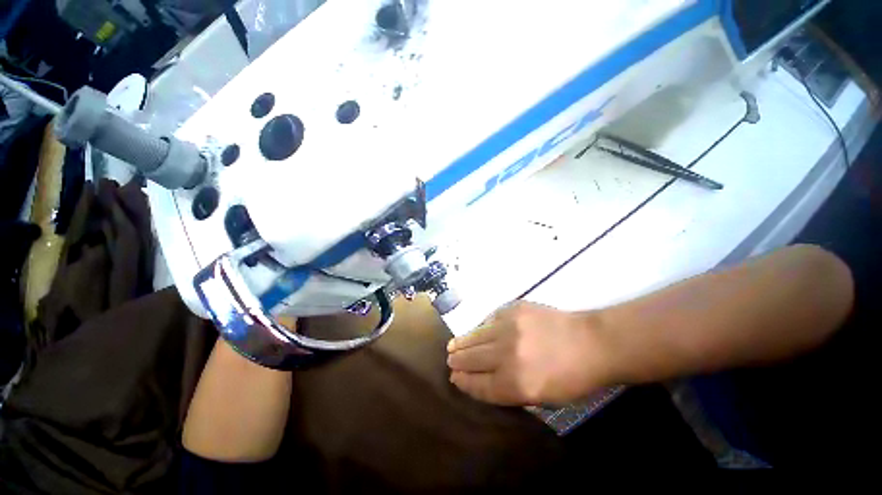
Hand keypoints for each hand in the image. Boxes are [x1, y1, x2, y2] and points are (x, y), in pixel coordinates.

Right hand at [447, 301, 612, 405]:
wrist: (591, 342)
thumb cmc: (571, 377)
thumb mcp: (542, 397)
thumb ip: (509, 390)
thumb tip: (482, 379)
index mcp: (516, 384)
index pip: (479, 384)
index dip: (464, 382)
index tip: (454, 378)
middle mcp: (507, 356)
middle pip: (472, 359)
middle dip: (458, 361)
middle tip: (450, 360)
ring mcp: (509, 328)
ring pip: (476, 337)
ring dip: (462, 342)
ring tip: (452, 345)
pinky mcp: (513, 309)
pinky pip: (490, 319)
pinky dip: (482, 327)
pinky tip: (479, 330)